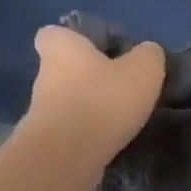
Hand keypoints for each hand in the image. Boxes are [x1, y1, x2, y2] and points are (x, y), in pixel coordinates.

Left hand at [24, 25, 165, 173]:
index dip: (71, 39)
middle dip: (86, 77)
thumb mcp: (143, 70)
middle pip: (63, 69)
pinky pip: (70, 130)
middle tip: (118, 86)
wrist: (67, 156)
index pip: (51, 33)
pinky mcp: (46, 142)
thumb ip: (148, 55)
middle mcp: (44, 75)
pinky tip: (110, 140)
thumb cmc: (102, 100)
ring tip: (120, 117)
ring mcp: (41, 111)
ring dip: (88, 107)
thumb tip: (147, 53)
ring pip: (66, 102)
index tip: (94, 50)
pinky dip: (87, 133)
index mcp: (61, 47)